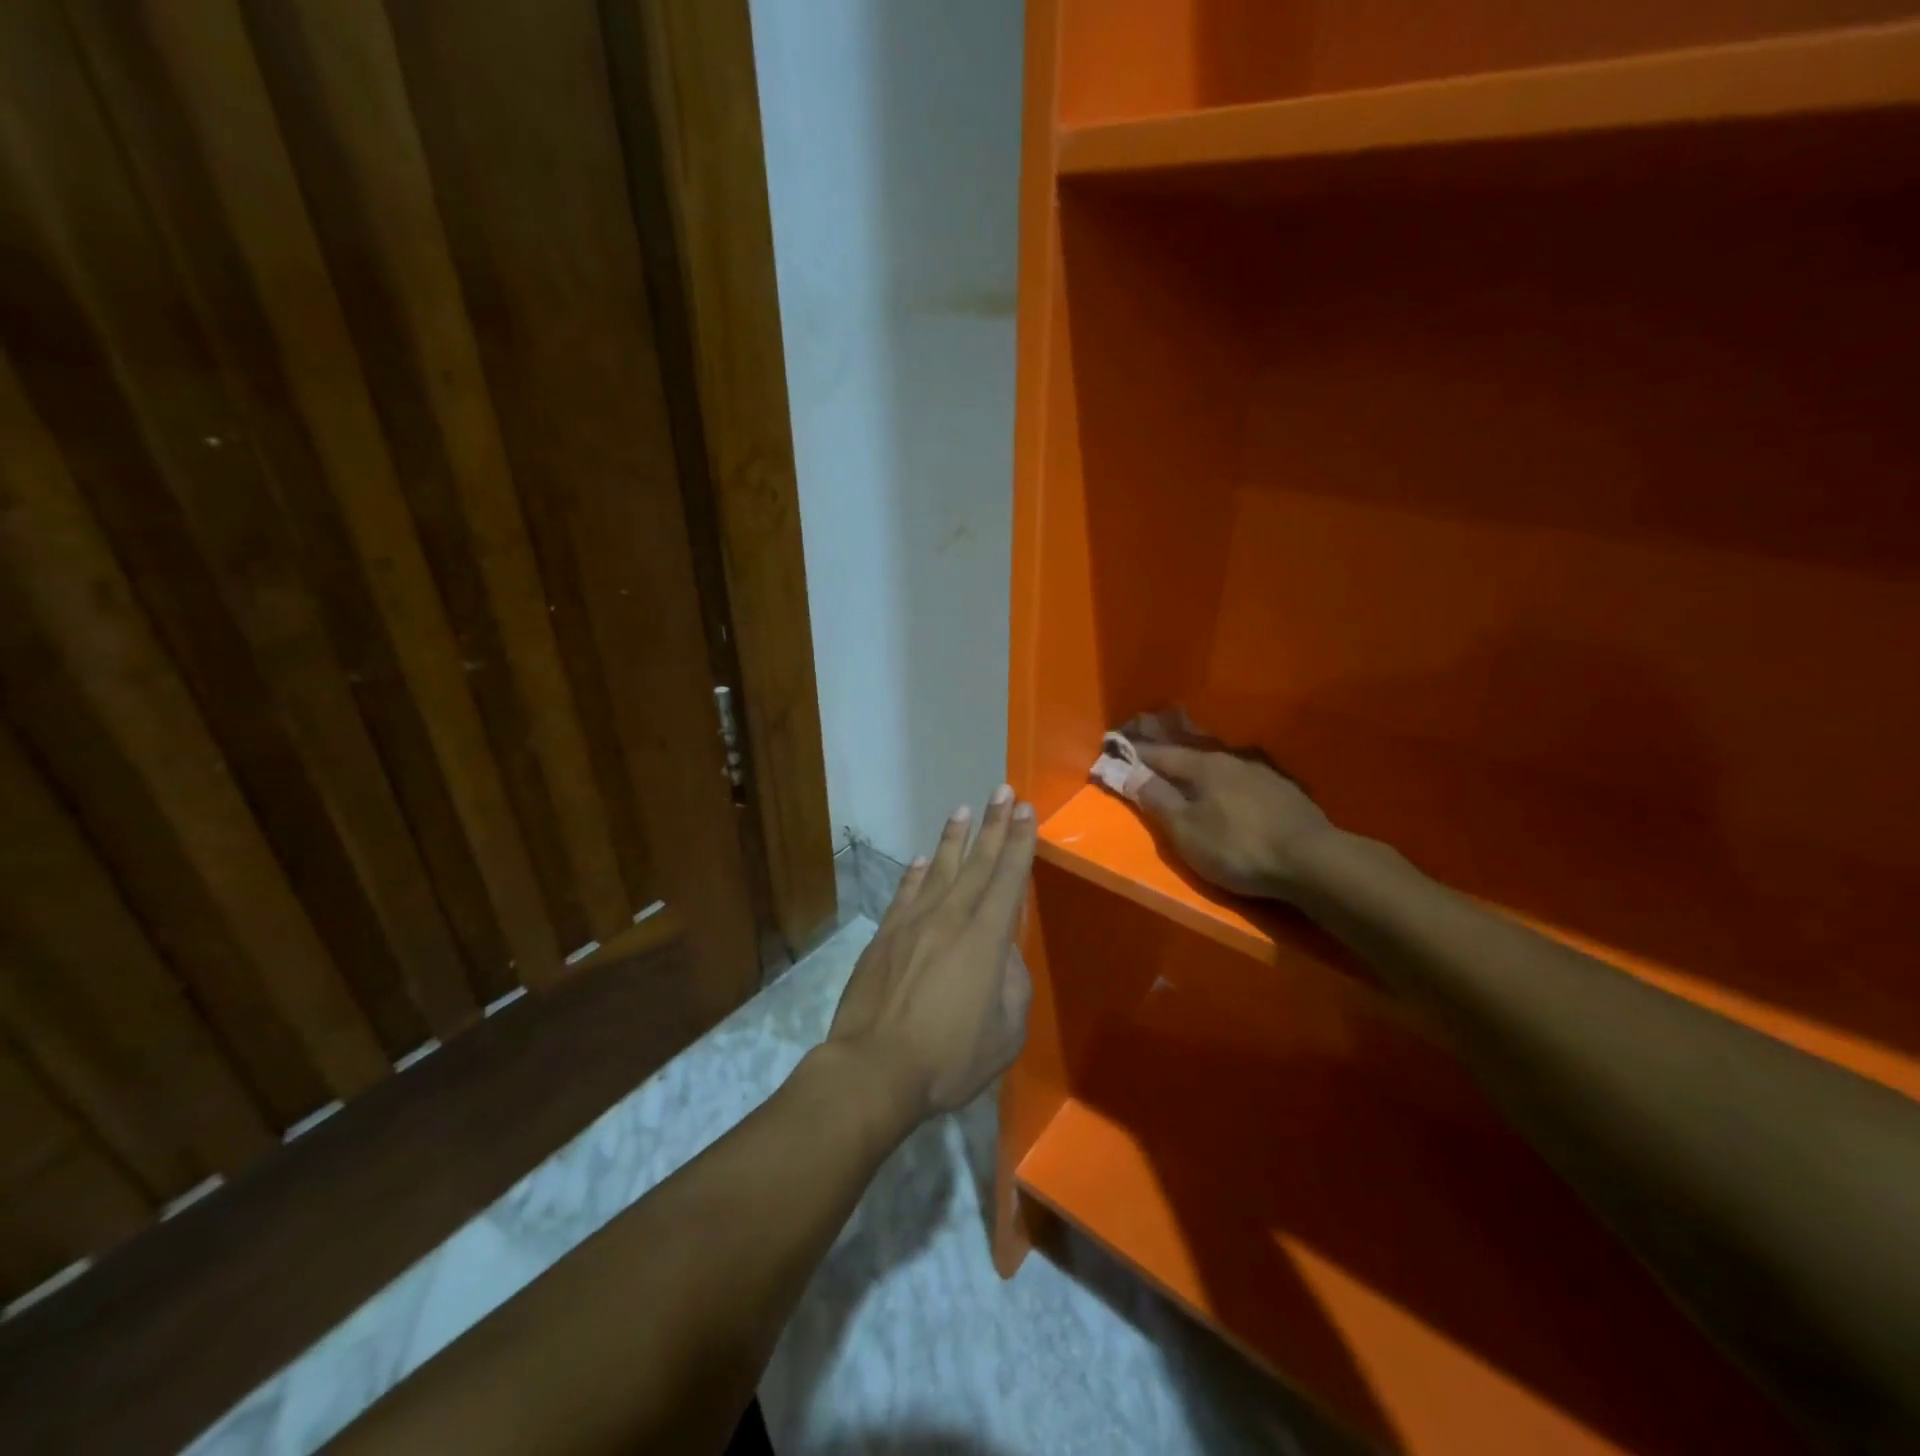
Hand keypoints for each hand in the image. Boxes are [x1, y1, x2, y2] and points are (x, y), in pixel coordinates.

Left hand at [827, 786, 1035, 1119]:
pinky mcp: (884, 937)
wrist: (874, 1069)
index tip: (1026, 811)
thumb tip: (1003, 953)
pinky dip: (913, 874)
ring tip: (963, 810)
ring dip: (953, 838)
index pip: (1008, 878)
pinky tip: (919, 860)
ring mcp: (912, 924)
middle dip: (994, 825)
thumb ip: (1012, 984)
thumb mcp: (1005, 1032)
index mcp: (985, 939)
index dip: (1020, 842)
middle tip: (1003, 791)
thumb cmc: (948, 1058)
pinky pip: (904, 894)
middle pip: (977, 863)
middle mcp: (950, 918)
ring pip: (937, 869)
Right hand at [1133, 742, 1336, 902]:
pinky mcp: (1285, 792)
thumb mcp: (1185, 830)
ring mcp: (1263, 773)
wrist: (1313, 861)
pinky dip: (1225, 781)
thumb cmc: (1237, 846)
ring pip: (1220, 764)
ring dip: (1198, 766)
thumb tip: (1127, 771)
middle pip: (1190, 753)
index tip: (1114, 748)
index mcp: (1202, 765)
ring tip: (1186, 771)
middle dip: (1167, 753)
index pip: (1159, 753)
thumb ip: (1155, 799)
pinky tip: (1229, 789)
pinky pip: (1243, 779)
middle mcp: (1232, 759)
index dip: (1134, 753)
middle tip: (1148, 752)